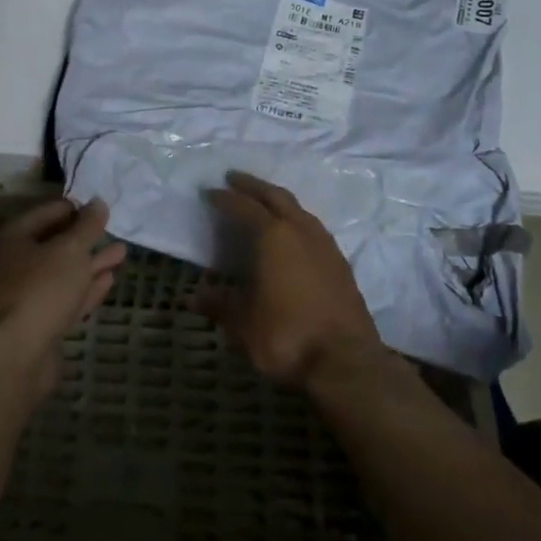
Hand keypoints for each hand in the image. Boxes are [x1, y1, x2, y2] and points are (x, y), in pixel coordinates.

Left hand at [0, 197, 126, 395]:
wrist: (14, 355)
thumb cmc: (40, 289)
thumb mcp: (70, 250)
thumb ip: (87, 226)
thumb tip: (98, 203)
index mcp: (13, 238)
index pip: (48, 213)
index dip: (75, 208)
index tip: (101, 208)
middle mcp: (14, 264)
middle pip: (54, 244)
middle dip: (86, 238)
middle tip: (115, 230)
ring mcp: (24, 296)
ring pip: (62, 273)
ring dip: (91, 263)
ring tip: (121, 253)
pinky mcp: (37, 324)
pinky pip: (64, 298)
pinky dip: (85, 288)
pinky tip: (108, 280)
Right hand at [200, 172, 383, 387]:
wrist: (346, 362)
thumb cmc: (286, 335)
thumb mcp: (243, 323)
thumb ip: (220, 305)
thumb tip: (194, 297)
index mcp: (274, 236)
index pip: (245, 207)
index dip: (226, 198)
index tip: (211, 192)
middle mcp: (301, 231)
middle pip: (276, 196)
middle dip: (254, 185)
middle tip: (235, 178)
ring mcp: (326, 246)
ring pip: (300, 210)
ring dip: (279, 201)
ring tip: (264, 202)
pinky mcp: (341, 264)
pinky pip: (314, 228)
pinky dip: (297, 221)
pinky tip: (292, 235)